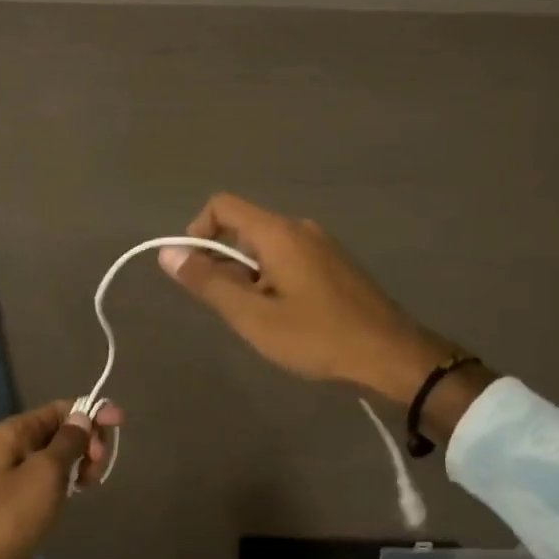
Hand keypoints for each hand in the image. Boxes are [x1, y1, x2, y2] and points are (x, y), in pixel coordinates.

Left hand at [0, 399, 121, 558]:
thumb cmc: (15, 514)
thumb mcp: (47, 471)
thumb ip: (69, 440)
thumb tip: (83, 416)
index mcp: (13, 432)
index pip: (59, 409)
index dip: (90, 413)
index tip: (119, 424)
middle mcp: (14, 447)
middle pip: (62, 431)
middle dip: (87, 441)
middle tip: (98, 463)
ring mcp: (18, 475)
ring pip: (61, 456)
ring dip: (82, 462)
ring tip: (91, 482)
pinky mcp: (25, 500)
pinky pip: (54, 479)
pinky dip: (71, 480)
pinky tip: (81, 490)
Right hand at [160, 193, 454, 404]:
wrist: (391, 353)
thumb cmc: (317, 335)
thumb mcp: (253, 316)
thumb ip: (208, 282)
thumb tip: (168, 253)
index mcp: (279, 232)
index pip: (223, 205)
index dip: (198, 231)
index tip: (195, 271)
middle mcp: (300, 228)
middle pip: (244, 227)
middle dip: (223, 261)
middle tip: (230, 308)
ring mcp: (322, 245)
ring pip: (267, 247)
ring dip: (248, 274)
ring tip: (259, 319)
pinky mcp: (335, 264)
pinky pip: (289, 258)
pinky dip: (272, 278)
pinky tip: (285, 317)